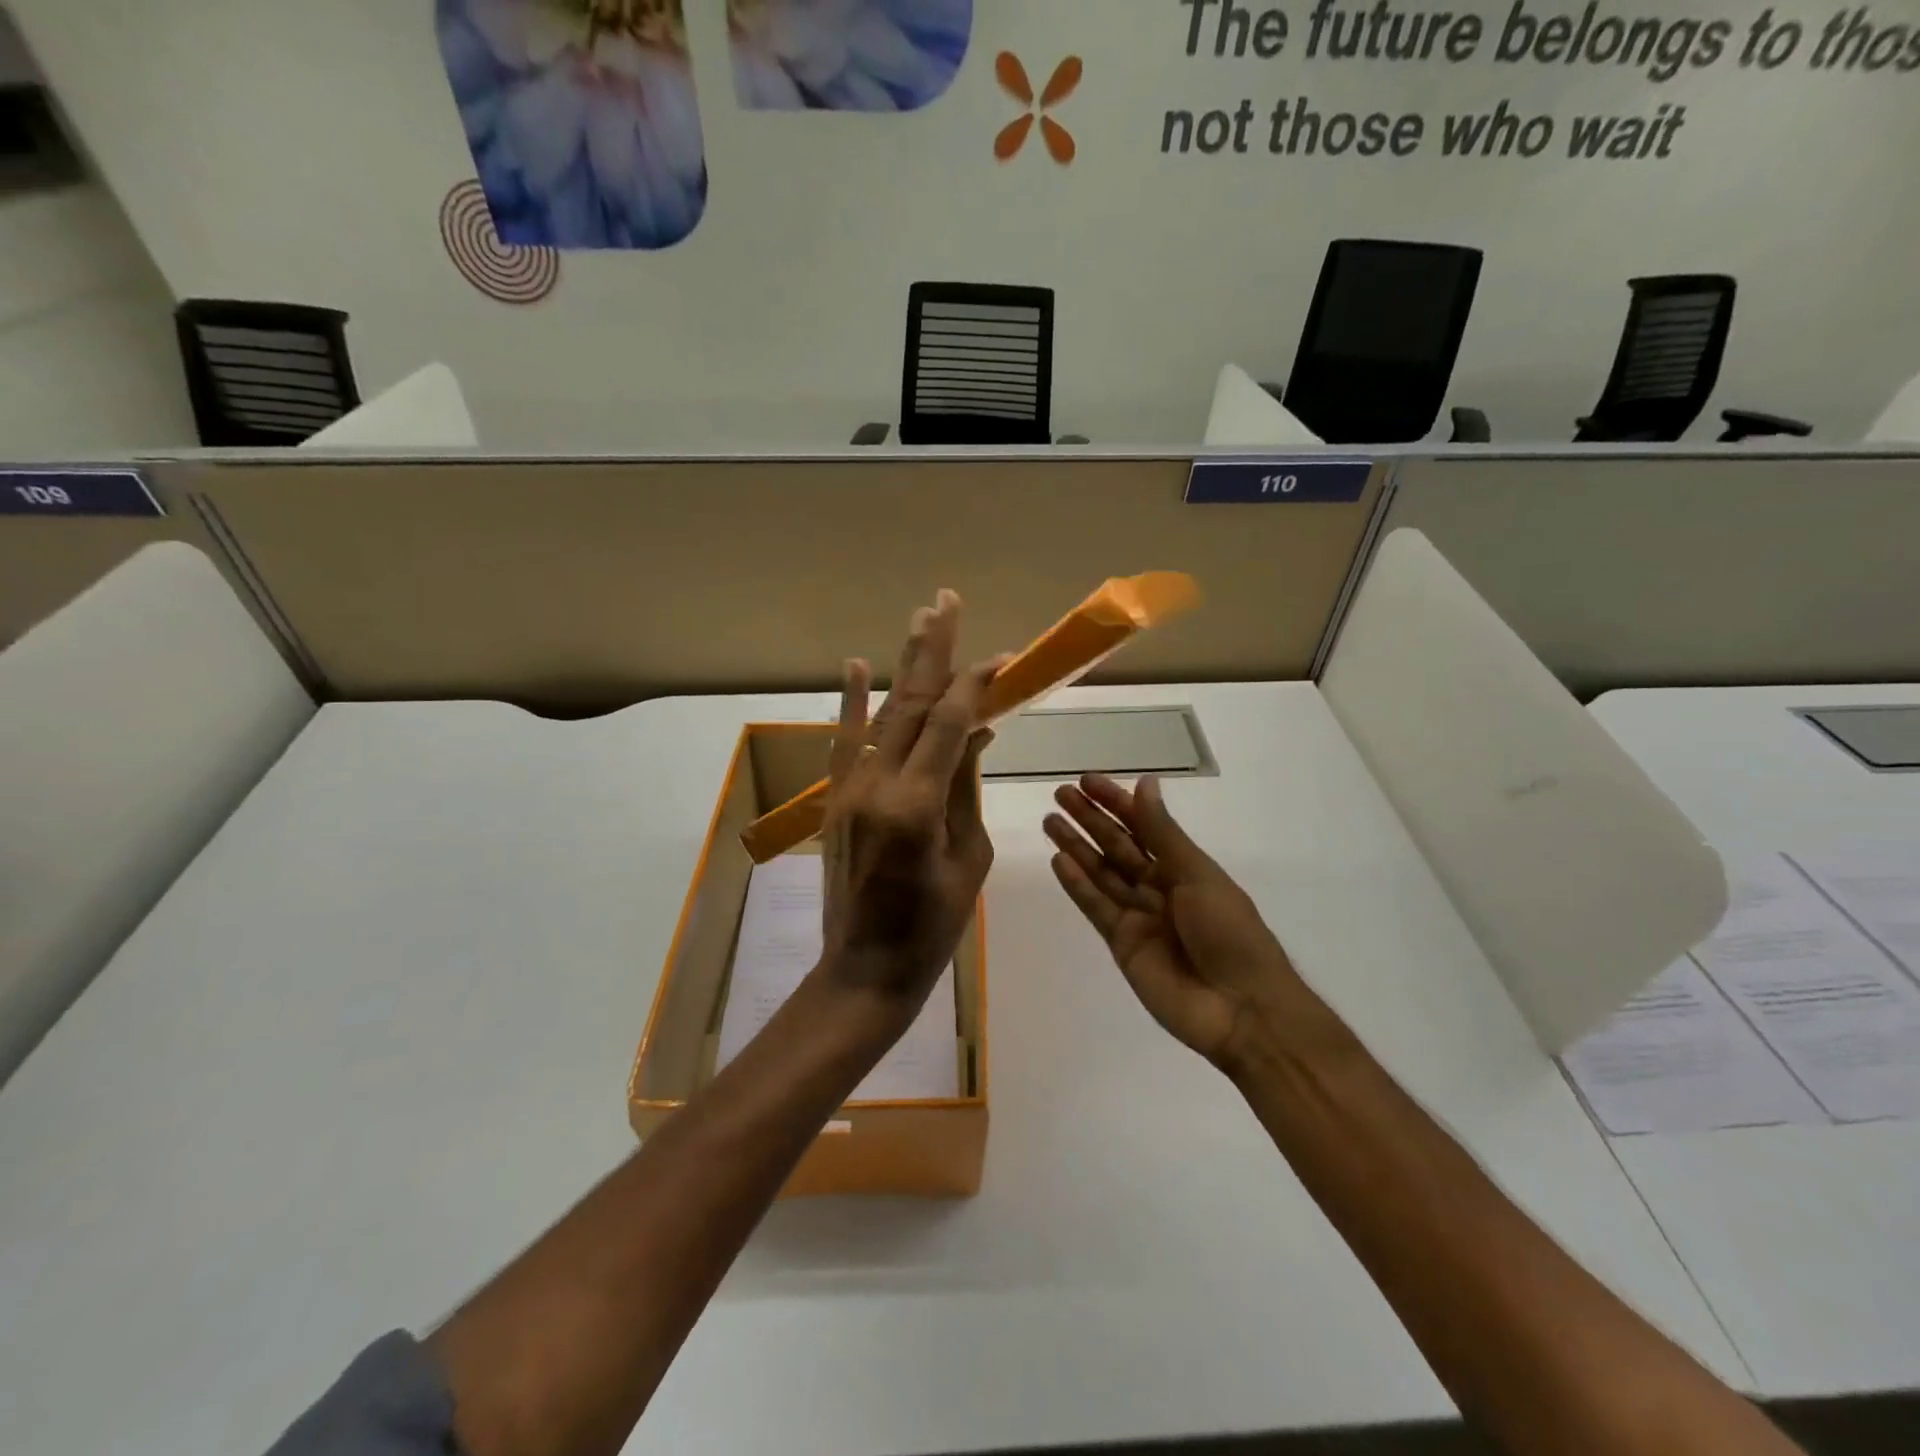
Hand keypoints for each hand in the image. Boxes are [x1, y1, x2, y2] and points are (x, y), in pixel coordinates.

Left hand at [819, 589, 999, 1010]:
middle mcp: (877, 784)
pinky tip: (857, 664)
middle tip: (945, 601)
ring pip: (879, 713)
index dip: (975, 684)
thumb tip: (974, 732)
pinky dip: (851, 701)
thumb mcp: (969, 858)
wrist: (865, 967)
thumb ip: (966, 788)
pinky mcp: (834, 799)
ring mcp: (848, 788)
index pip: (948, 723)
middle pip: (909, 703)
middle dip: (931, 650)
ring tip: (918, 618)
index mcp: (917, 804)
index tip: (1002, 658)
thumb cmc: (933, 926)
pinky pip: (846, 741)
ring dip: (900, 664)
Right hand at [1044, 773, 1308, 1071]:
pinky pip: (1096, 908)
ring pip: (1102, 874)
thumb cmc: (1229, 932)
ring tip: (1050, 821)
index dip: (1116, 802)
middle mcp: (1159, 887)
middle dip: (1090, 820)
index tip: (1087, 781)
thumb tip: (1145, 783)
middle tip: (1059, 795)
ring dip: (1077, 847)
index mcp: (1185, 868)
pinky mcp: (1122, 945)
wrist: (1241, 1009)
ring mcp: (1140, 917)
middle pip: (1118, 847)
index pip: (1144, 826)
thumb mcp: (1197, 874)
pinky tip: (1059, 861)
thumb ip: (1162, 833)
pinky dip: (1078, 885)